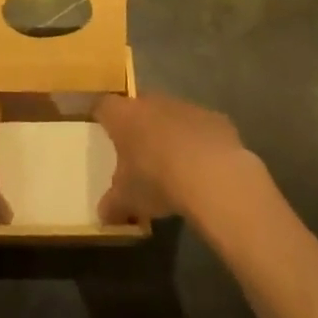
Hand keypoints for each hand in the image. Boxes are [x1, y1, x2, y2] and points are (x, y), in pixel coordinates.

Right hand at [95, 94, 252, 223]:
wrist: (213, 176)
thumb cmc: (156, 180)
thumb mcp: (127, 200)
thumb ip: (112, 204)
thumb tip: (103, 214)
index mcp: (123, 115)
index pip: (104, 106)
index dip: (102, 117)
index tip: (103, 130)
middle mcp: (152, 103)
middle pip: (139, 108)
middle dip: (138, 126)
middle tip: (138, 152)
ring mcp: (185, 107)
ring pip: (171, 116)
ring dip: (170, 133)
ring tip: (173, 163)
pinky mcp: (215, 118)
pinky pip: (201, 127)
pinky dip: (199, 142)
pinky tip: (203, 167)